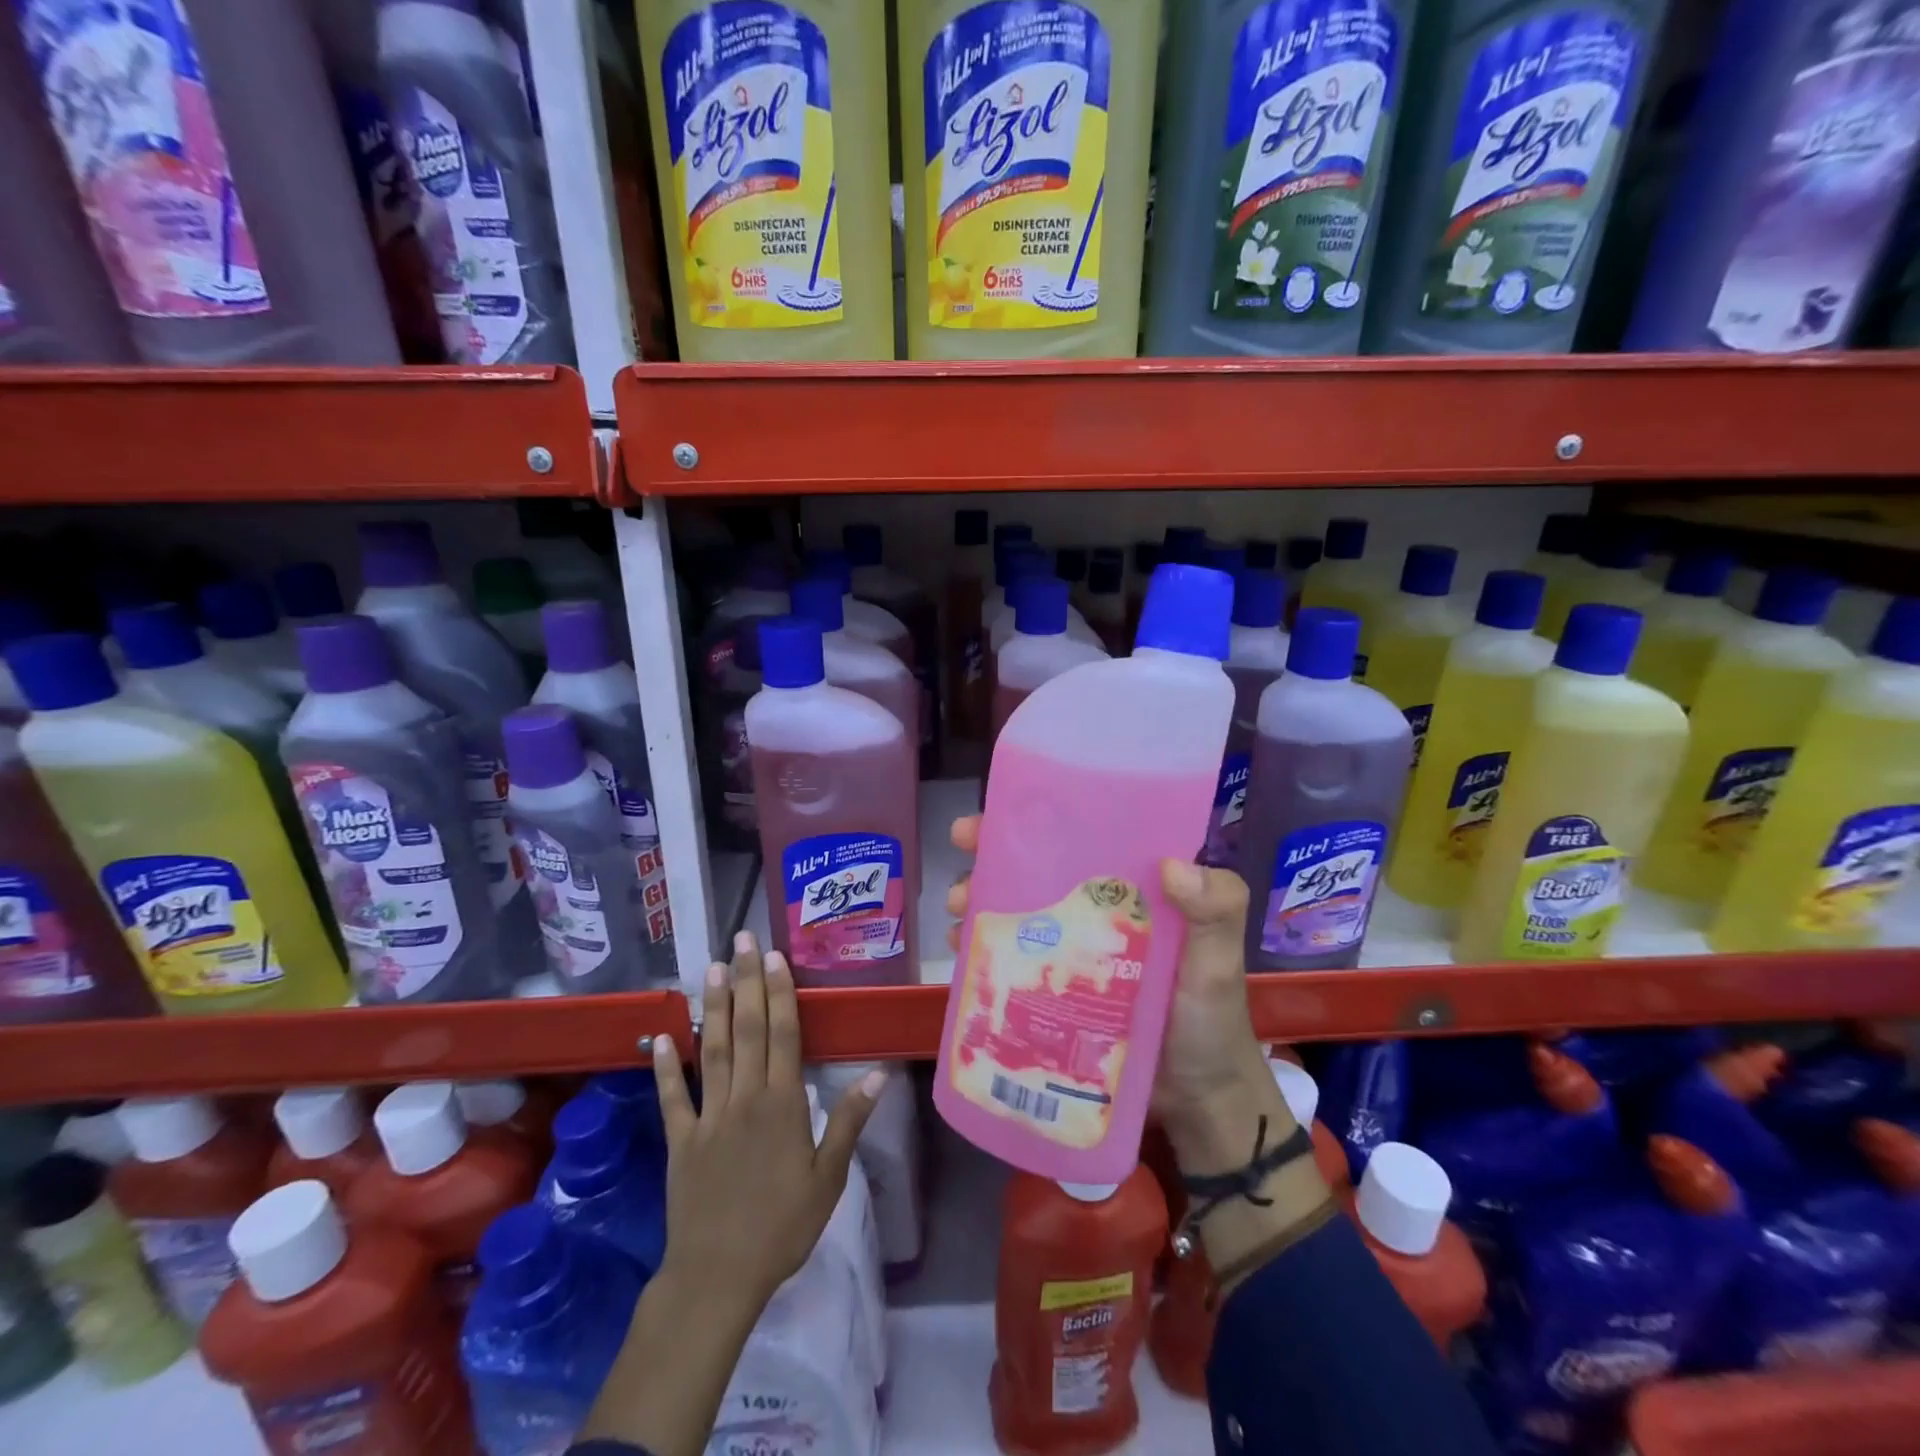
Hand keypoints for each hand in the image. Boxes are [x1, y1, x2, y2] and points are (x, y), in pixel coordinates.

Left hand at [650, 931, 883, 1318]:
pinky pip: (672, 1097)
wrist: (718, 1277)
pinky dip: (665, 1066)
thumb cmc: (783, 1226)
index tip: (775, 956)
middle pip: (748, 1029)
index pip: (783, 1035)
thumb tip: (878, 1074)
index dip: (780, 992)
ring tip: (712, 968)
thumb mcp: (829, 1178)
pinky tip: (660, 1037)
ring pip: (713, 1049)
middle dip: (747, 981)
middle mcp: (745, 1098)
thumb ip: (849, 1121)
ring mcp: (709, 1116)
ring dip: (713, 1007)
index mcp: (783, 1104)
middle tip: (742, 940)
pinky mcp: (680, 1139)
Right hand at [943, 818, 1284, 1163]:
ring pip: (1016, 913)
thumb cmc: (1211, 1021)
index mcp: (1130, 890)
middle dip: (990, 861)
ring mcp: (1070, 952)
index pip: (1077, 838)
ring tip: (958, 914)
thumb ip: (1217, 912)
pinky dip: (984, 952)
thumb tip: (1173, 865)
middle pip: (1034, 871)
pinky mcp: (1054, 992)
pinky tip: (962, 952)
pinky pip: (1012, 962)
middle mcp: (1094, 911)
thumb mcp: (1218, 962)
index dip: (1033, 823)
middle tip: (963, 868)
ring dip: (980, 904)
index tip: (993, 819)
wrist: (1198, 1102)